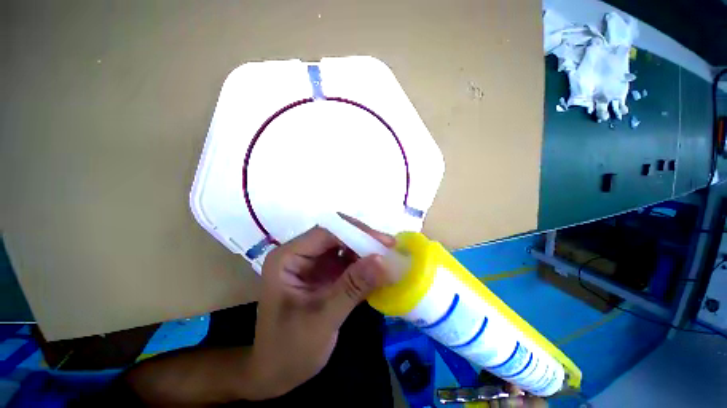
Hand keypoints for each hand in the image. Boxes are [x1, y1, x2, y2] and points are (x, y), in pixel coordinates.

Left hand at [247, 218, 393, 399]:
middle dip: (364, 240)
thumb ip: (353, 288)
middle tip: (391, 249)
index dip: (356, 233)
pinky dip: (365, 265)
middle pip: (337, 235)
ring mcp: (314, 263)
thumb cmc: (288, 350)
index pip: (326, 232)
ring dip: (367, 252)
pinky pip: (349, 261)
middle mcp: (301, 253)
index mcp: (288, 257)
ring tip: (390, 260)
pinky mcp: (325, 273)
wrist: (275, 373)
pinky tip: (380, 273)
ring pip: (346, 246)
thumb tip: (384, 260)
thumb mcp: (322, 319)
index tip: (384, 244)